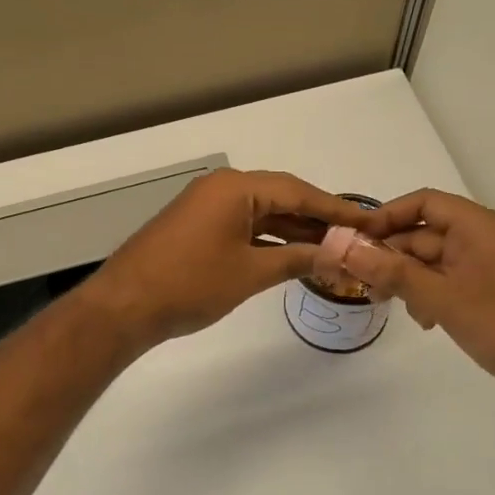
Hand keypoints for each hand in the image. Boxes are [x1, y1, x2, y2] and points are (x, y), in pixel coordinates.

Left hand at [84, 169, 367, 349]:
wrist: (125, 306)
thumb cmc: (190, 284)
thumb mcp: (250, 272)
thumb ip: (297, 259)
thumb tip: (339, 254)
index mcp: (236, 187)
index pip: (298, 191)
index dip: (335, 209)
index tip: (368, 221)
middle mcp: (222, 188)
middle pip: (281, 198)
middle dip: (317, 221)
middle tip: (355, 238)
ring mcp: (206, 207)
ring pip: (262, 214)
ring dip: (293, 232)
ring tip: (332, 250)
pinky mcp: (197, 227)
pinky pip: (243, 226)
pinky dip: (268, 240)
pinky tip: (293, 256)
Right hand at [341, 189, 494, 419]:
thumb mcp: (444, 298)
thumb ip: (394, 273)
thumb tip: (346, 249)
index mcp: (479, 227)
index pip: (424, 203)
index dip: (387, 216)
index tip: (354, 240)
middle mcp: (484, 239)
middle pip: (425, 234)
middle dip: (391, 255)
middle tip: (358, 281)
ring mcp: (490, 267)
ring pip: (434, 262)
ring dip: (407, 278)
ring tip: (385, 303)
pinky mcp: (492, 293)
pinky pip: (450, 283)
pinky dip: (429, 295)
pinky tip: (423, 321)